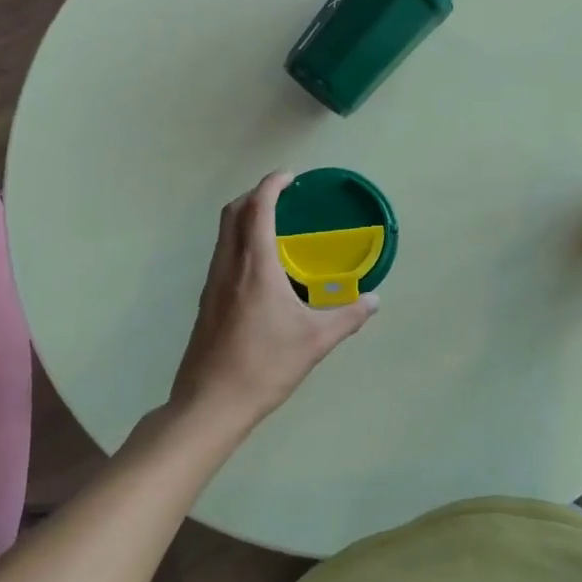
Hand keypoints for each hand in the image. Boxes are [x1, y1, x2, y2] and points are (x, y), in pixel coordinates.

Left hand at [169, 172, 379, 437]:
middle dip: (256, 195)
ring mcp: (213, 283)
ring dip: (244, 216)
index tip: (290, 177)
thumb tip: (374, 300)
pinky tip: (260, 266)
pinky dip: (239, 240)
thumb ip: (348, 317)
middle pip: (233, 212)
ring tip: (274, 224)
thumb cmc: (264, 366)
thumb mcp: (315, 341)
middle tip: (283, 196)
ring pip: (223, 233)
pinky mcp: (206, 301)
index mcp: (255, 266)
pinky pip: (222, 254)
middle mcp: (229, 265)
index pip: (258, 208)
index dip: (271, 185)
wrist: (210, 403)